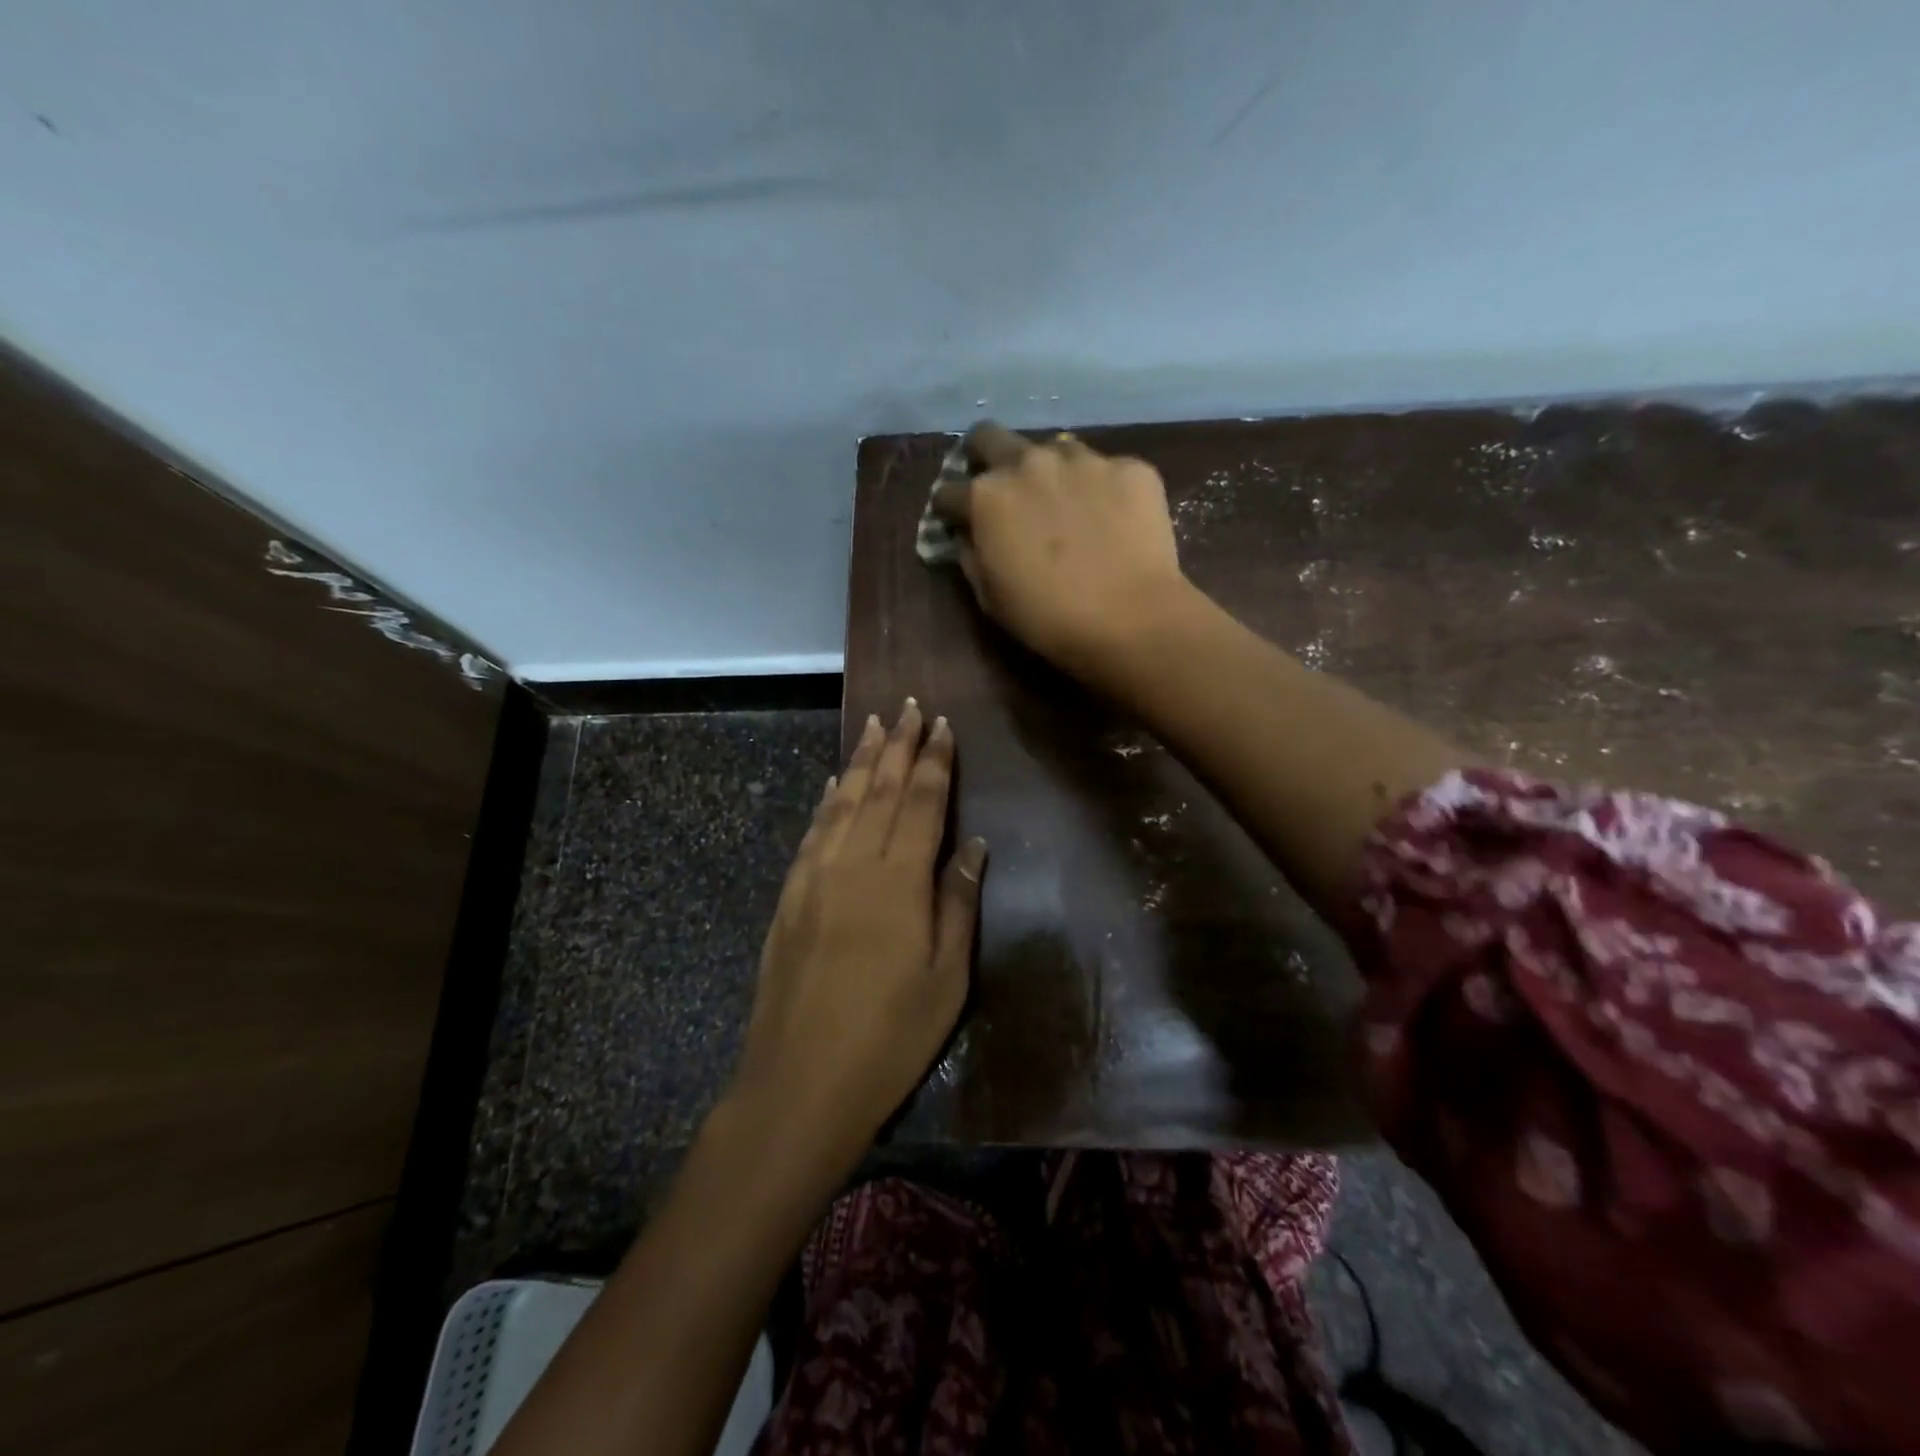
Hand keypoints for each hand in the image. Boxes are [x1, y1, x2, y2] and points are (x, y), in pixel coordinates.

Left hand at [729, 700, 985, 1172]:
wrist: (800, 1081)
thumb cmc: (890, 1036)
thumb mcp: (947, 977)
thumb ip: (959, 902)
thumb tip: (973, 844)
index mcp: (900, 880)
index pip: (922, 802)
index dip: (934, 761)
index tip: (942, 725)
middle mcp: (855, 863)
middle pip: (881, 790)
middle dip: (898, 745)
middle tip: (909, 707)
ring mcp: (816, 877)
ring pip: (844, 801)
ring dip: (862, 760)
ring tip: (875, 725)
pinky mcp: (790, 896)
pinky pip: (813, 831)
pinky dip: (827, 799)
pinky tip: (836, 782)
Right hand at [930, 420, 1193, 682]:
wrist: (1131, 619)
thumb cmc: (1048, 618)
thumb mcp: (990, 597)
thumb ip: (972, 555)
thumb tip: (969, 535)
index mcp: (987, 497)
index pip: (948, 491)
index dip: (950, 510)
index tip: (958, 522)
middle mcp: (1029, 463)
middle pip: (989, 437)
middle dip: (984, 457)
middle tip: (999, 487)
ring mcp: (1083, 460)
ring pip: (1053, 448)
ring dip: (1048, 470)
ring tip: (1064, 503)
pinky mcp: (1130, 467)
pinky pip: (1106, 469)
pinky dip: (1100, 489)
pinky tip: (1112, 519)